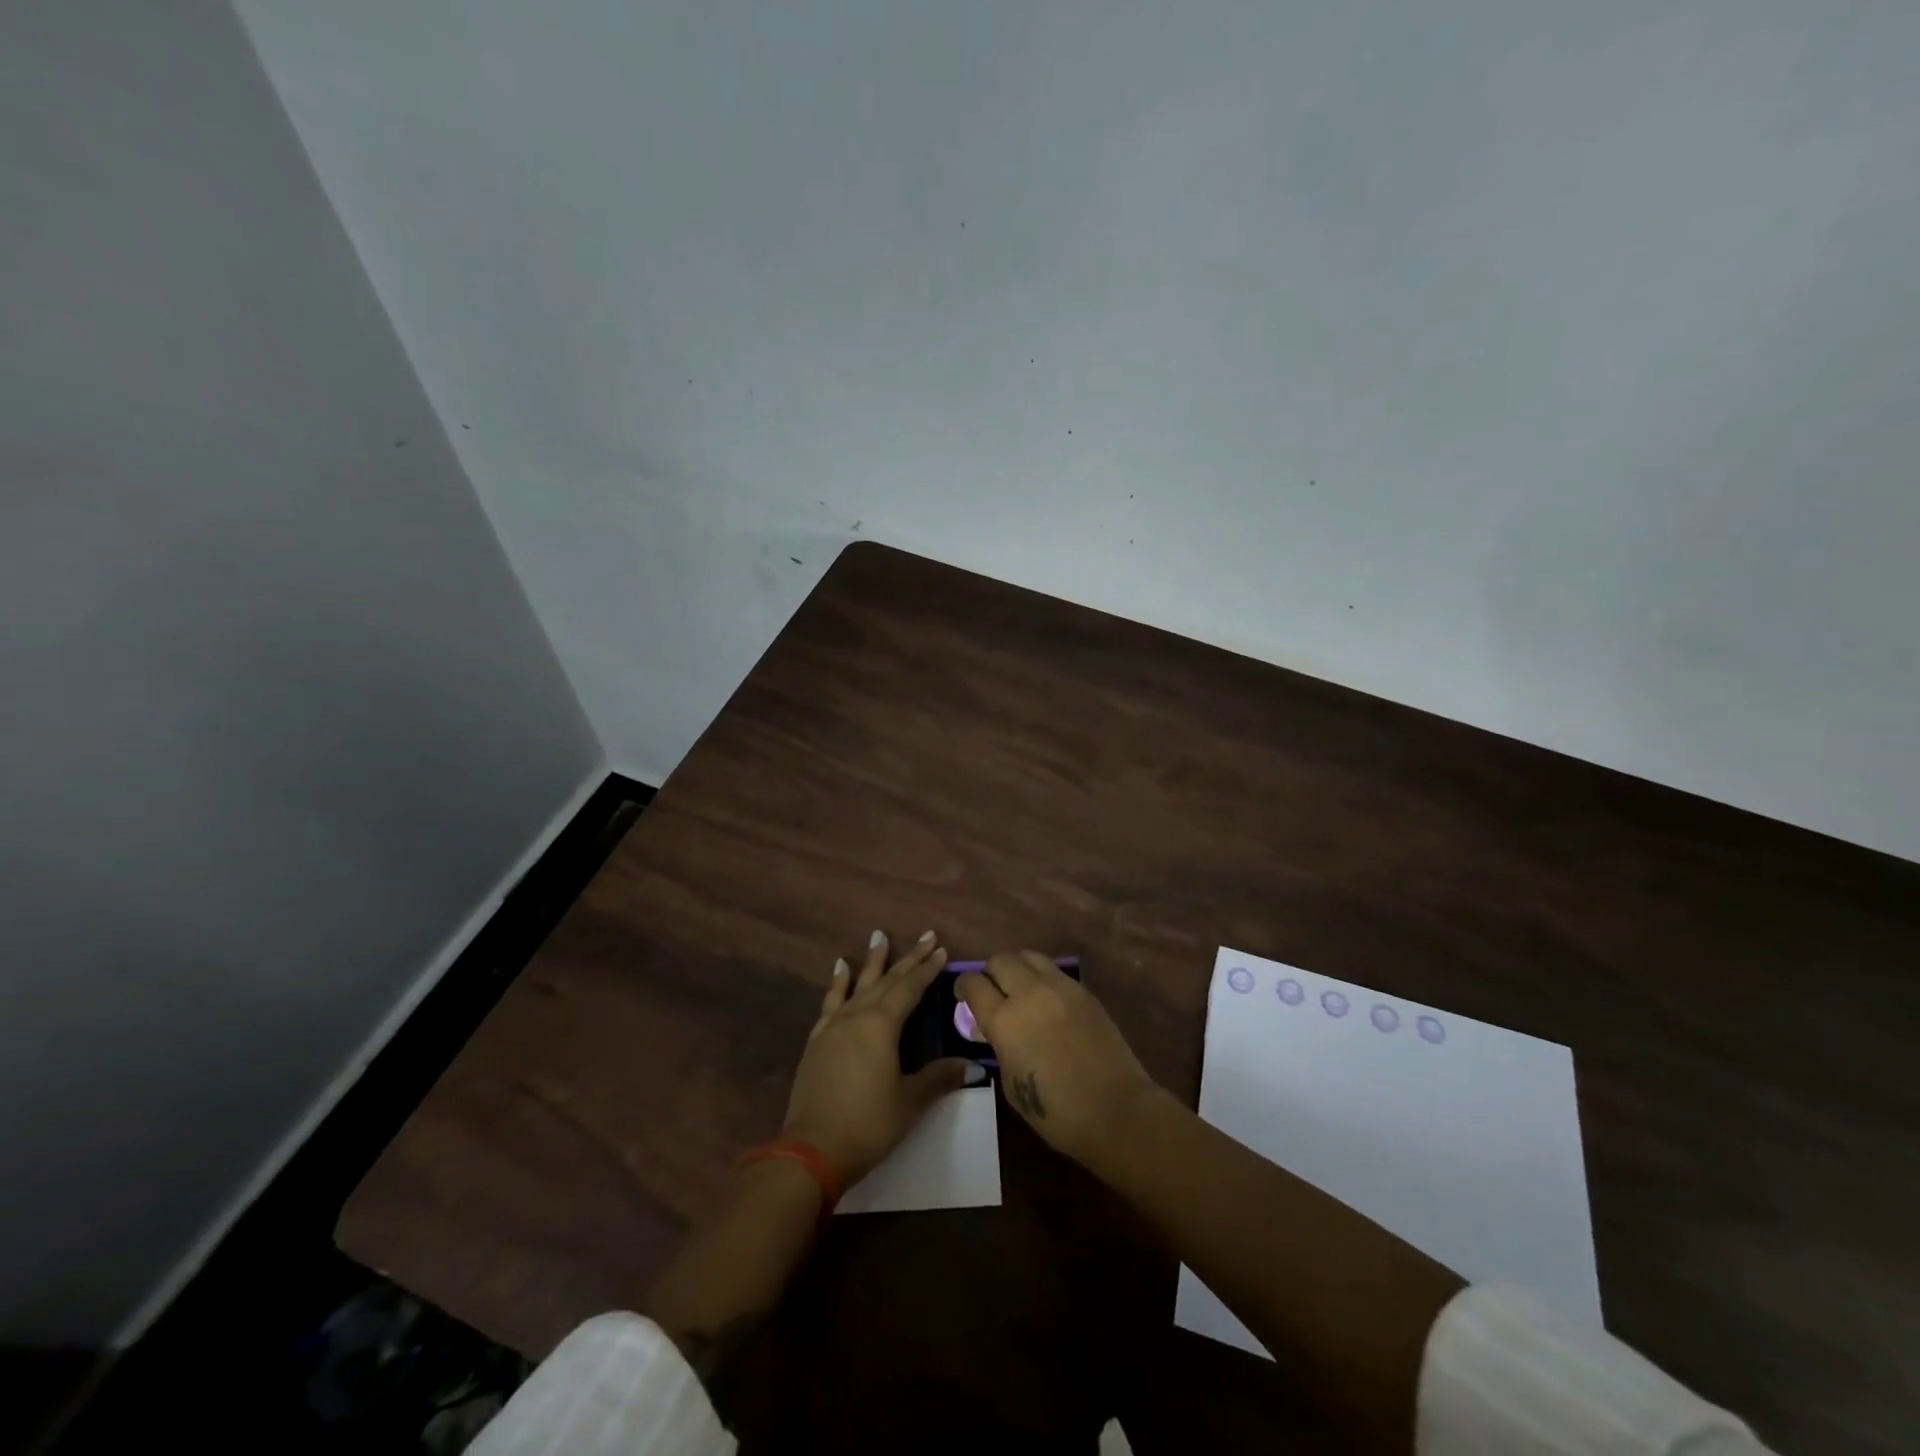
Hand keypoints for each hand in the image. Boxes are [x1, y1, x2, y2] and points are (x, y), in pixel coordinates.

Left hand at [782, 930, 973, 1185]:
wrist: (812, 1150)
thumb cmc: (868, 1124)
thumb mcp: (909, 1102)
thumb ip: (939, 1078)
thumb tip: (973, 1067)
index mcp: (882, 1025)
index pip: (910, 989)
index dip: (928, 970)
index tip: (942, 950)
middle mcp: (857, 1016)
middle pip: (887, 980)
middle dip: (909, 958)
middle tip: (926, 936)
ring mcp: (834, 1026)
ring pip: (858, 984)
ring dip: (872, 960)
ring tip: (878, 935)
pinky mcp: (817, 1040)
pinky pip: (831, 1001)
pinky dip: (838, 983)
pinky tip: (840, 968)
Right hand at [956, 951, 1157, 1165]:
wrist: (1116, 1110)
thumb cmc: (1056, 1111)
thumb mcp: (1011, 1083)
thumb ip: (998, 1047)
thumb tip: (993, 1030)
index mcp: (1004, 1019)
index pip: (973, 983)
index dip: (963, 987)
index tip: (964, 997)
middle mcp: (1029, 992)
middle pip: (1000, 960)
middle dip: (990, 973)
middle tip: (992, 992)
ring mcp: (1060, 987)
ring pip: (1029, 956)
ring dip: (1018, 968)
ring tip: (1020, 988)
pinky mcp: (1084, 991)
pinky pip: (1054, 971)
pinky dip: (1043, 977)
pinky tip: (1047, 1000)